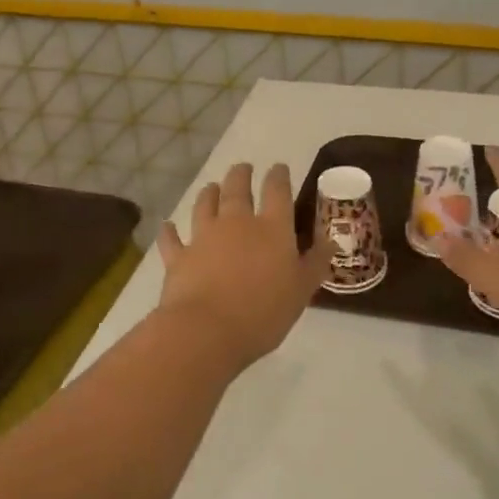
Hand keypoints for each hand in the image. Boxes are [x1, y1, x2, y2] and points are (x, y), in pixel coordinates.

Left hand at [155, 161, 328, 368]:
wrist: (207, 330)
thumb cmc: (263, 312)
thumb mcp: (302, 291)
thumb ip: (315, 263)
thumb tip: (330, 241)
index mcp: (272, 228)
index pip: (277, 191)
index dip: (279, 176)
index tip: (279, 168)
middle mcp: (237, 223)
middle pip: (237, 189)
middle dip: (242, 175)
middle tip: (243, 168)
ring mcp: (203, 237)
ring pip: (204, 205)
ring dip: (209, 193)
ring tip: (212, 187)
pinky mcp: (179, 256)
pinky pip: (172, 238)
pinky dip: (170, 231)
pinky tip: (168, 226)